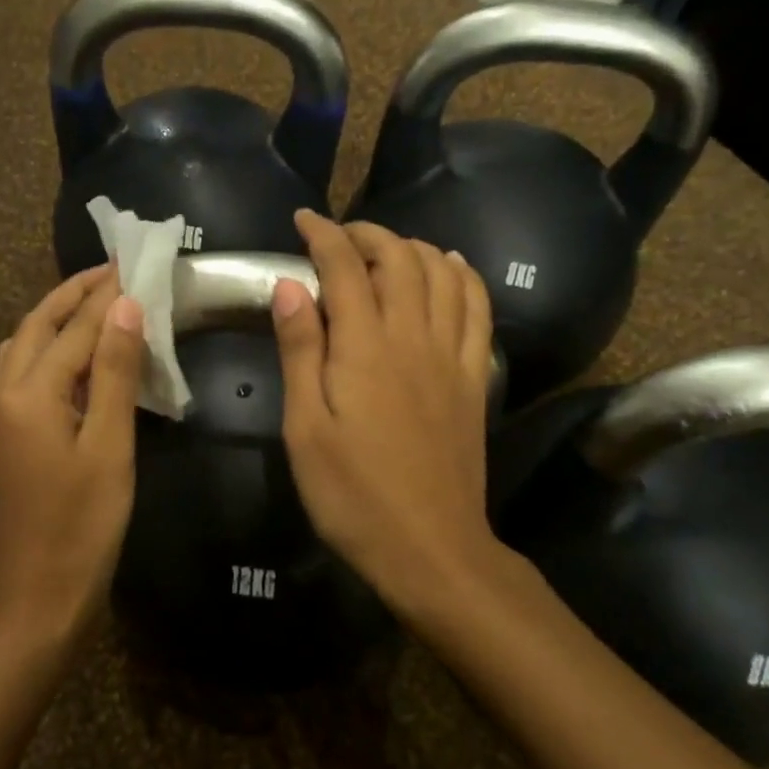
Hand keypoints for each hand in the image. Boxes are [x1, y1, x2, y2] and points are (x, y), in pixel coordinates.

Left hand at [0, 265, 144, 642]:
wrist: (35, 599)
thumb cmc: (83, 527)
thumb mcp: (109, 448)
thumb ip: (114, 374)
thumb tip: (125, 308)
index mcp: (27, 395)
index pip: (74, 329)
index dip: (107, 296)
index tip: (133, 264)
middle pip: (34, 328)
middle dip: (71, 295)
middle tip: (110, 271)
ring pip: (20, 351)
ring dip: (53, 321)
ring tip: (92, 306)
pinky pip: (18, 378)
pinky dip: (45, 354)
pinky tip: (72, 363)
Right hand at [271, 211, 499, 609]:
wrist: (430, 548)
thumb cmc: (351, 494)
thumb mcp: (304, 428)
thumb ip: (299, 352)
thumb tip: (290, 286)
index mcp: (364, 348)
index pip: (344, 267)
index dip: (323, 235)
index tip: (303, 220)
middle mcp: (414, 337)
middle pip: (399, 259)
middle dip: (367, 234)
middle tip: (337, 236)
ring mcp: (452, 356)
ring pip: (442, 274)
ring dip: (413, 247)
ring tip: (386, 249)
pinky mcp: (474, 378)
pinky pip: (478, 308)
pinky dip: (463, 275)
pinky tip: (450, 267)